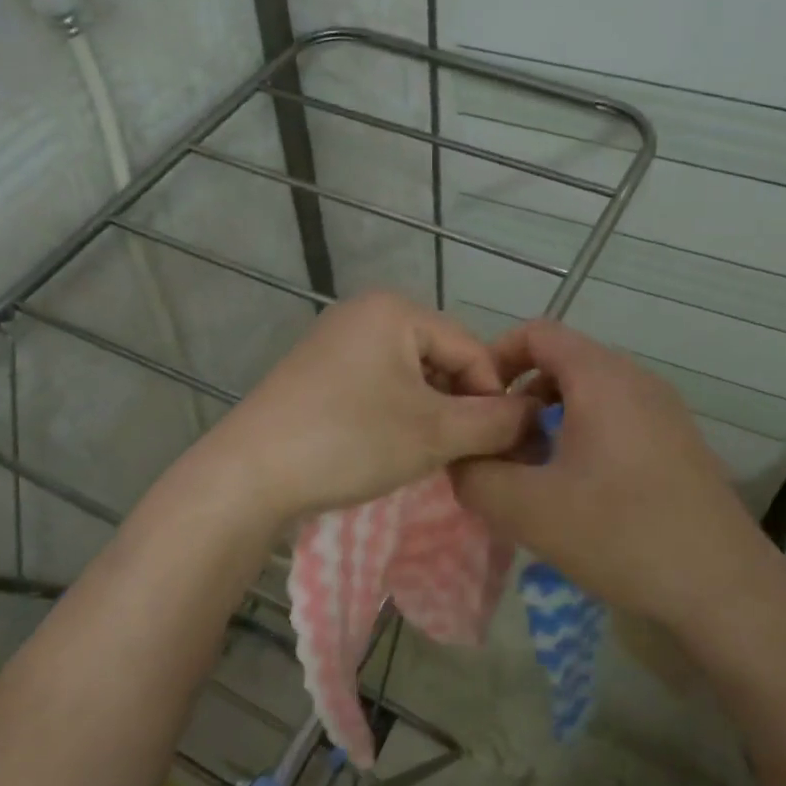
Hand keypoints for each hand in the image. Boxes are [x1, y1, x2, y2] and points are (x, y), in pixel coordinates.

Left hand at [202, 292, 535, 523]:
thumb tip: (536, 416)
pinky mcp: (317, 375)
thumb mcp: (434, 433)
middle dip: (459, 408)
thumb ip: (495, 422)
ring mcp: (335, 343)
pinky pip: (377, 389)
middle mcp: (363, 314)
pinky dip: (396, 418)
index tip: (500, 446)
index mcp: (394, 310)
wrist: (249, 475)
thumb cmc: (349, 441)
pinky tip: (390, 451)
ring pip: (410, 379)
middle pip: (441, 360)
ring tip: (429, 458)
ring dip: (430, 417)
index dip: (493, 399)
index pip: (472, 350)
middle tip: (463, 456)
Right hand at [450, 318, 773, 627]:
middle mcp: (637, 380)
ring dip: (549, 422)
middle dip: (519, 399)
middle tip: (497, 447)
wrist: (723, 587)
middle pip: (562, 363)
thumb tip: (459, 459)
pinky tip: (575, 491)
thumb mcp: (528, 510)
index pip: (536, 334)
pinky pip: (616, 419)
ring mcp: (663, 411)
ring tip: (531, 472)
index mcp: (602, 379)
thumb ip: (475, 476)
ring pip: (589, 394)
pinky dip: (582, 437)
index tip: (474, 406)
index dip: (494, 360)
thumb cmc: (621, 535)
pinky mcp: (677, 443)